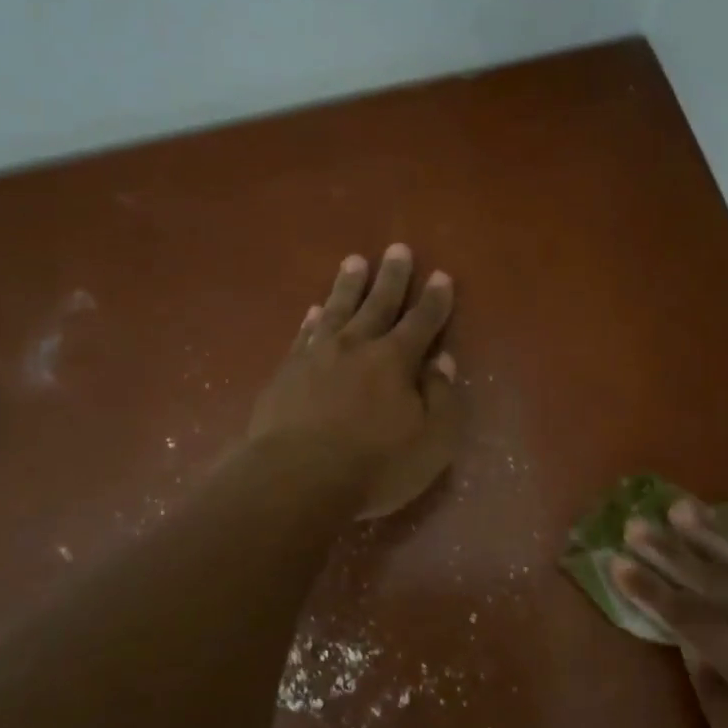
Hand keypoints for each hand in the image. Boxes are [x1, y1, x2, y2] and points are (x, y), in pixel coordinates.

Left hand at [249, 244, 461, 518]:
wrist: (296, 479)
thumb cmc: (374, 466)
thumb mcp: (431, 441)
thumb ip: (441, 398)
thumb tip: (441, 361)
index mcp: (395, 361)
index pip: (422, 322)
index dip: (434, 300)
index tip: (441, 276)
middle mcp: (356, 346)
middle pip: (378, 304)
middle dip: (392, 277)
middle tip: (398, 249)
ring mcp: (316, 356)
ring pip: (337, 310)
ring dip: (348, 285)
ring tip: (355, 262)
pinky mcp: (286, 372)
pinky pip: (304, 335)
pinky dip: (312, 320)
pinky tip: (314, 311)